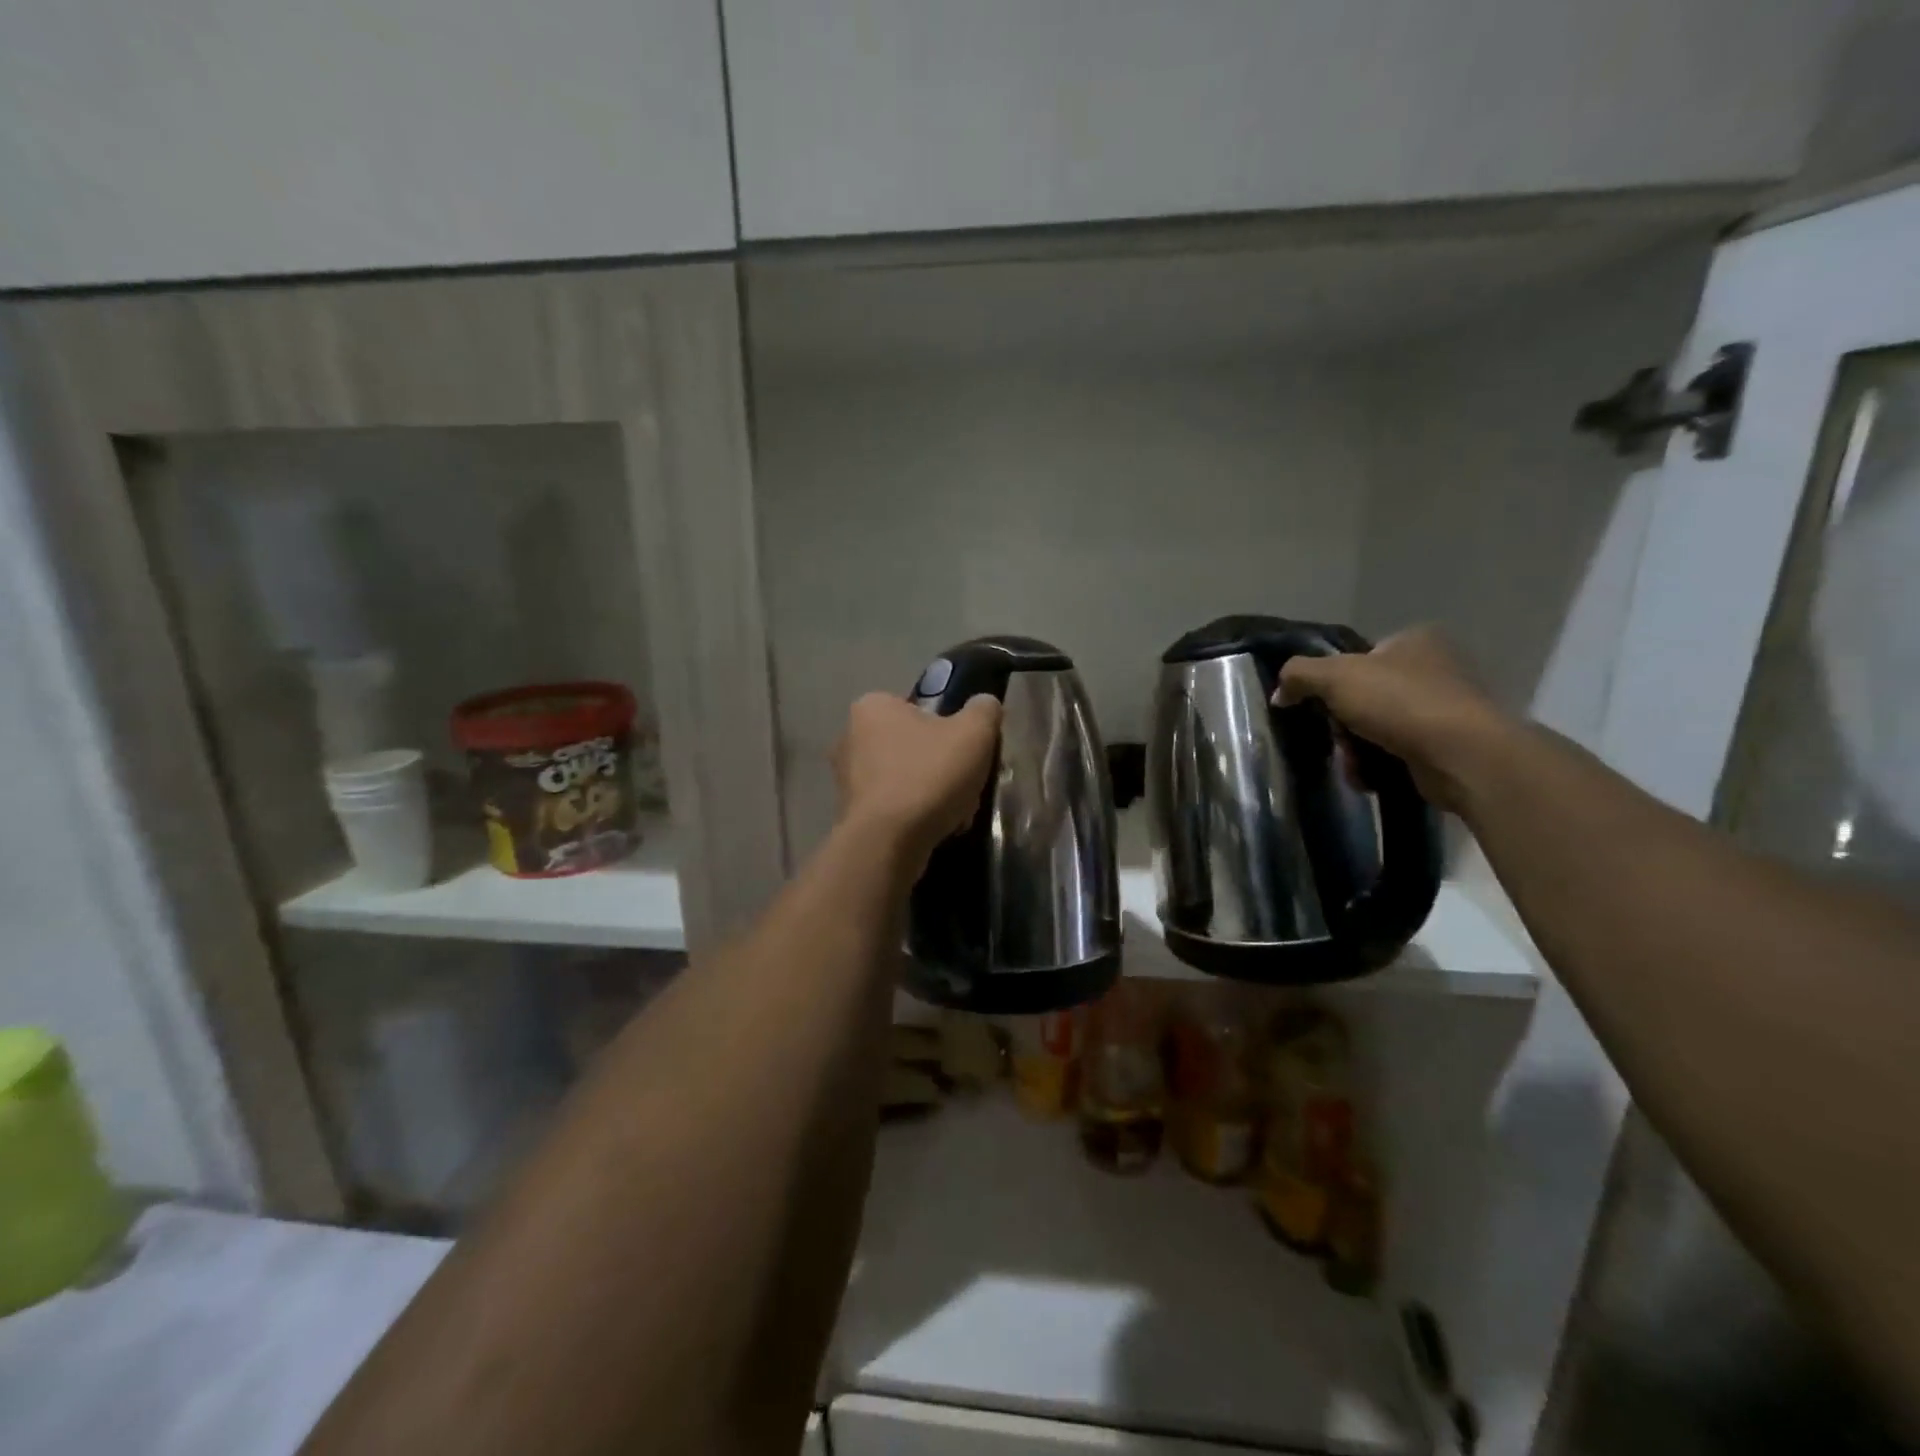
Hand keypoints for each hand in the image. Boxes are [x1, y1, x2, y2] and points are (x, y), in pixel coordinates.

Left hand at [834, 692, 1002, 867]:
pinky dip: (915, 815)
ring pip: (906, 778)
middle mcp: (850, 736)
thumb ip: (984, 710)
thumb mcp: (974, 733)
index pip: (920, 708)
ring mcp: (845, 777)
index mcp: (873, 706)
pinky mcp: (850, 812)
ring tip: (955, 813)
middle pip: (914, 745)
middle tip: (966, 783)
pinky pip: (893, 806)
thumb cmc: (929, 775)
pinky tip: (935, 829)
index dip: (950, 728)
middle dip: (942, 765)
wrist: (888, 842)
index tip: (967, 751)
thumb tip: (984, 704)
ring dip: (932, 793)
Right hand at [1275, 626, 1512, 811]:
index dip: (1333, 681)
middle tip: (1337, 740)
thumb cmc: (1398, 702)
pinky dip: (1378, 766)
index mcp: (1414, 640)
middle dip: (1342, 724)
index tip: (1320, 705)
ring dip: (1356, 749)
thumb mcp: (1334, 676)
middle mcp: (1435, 668)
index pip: (1359, 657)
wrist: (1461, 755)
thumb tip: (1280, 692)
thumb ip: (1298, 674)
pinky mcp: (1447, 745)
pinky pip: (1397, 753)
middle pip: (1364, 697)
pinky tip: (1371, 776)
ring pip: (1377, 728)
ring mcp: (1445, 708)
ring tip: (1354, 764)